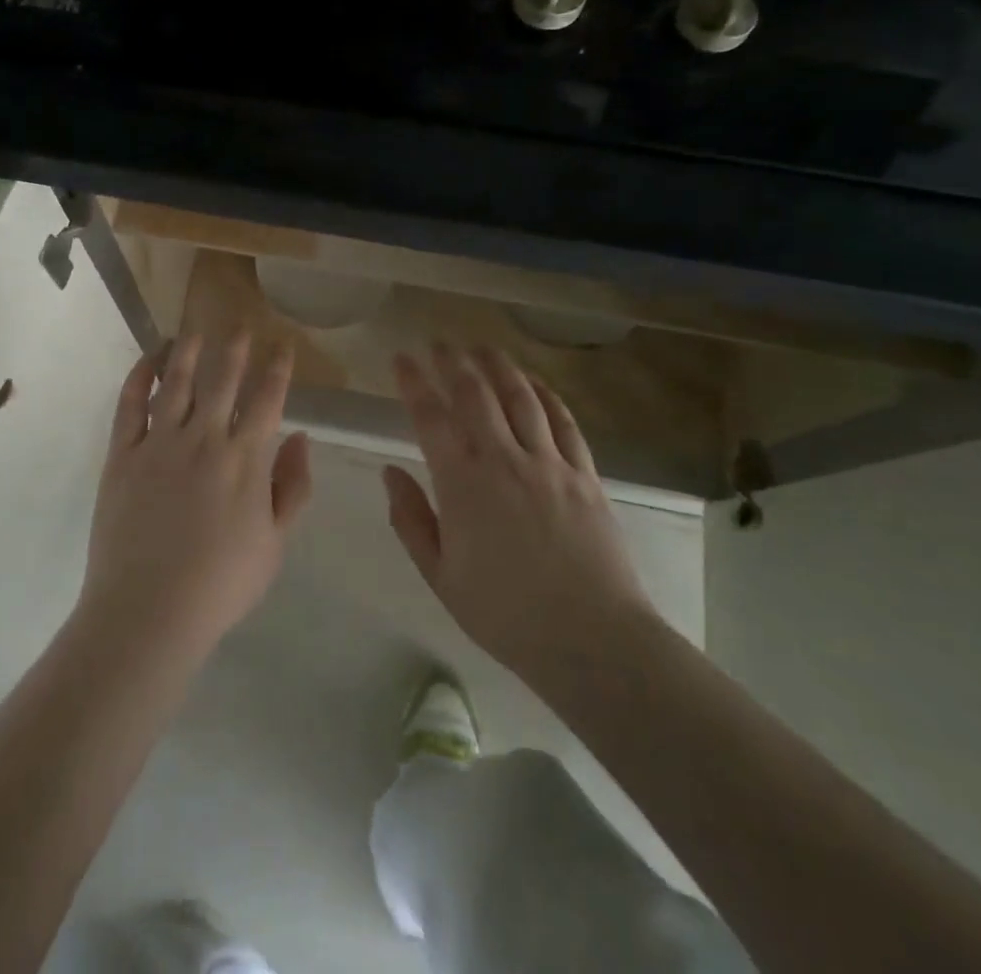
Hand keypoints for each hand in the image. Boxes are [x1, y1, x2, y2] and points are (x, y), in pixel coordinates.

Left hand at [78, 332, 312, 663]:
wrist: (149, 611)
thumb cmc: (221, 583)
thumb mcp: (275, 543)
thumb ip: (292, 486)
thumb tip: (302, 437)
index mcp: (246, 458)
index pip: (267, 399)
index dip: (278, 368)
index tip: (283, 345)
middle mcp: (204, 438)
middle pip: (222, 379)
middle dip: (235, 348)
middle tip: (241, 324)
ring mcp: (159, 443)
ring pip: (176, 382)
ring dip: (188, 351)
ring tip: (195, 330)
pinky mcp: (122, 455)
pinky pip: (129, 405)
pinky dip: (138, 377)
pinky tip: (147, 360)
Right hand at [383, 343, 655, 693]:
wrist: (591, 639)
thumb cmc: (505, 613)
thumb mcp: (440, 576)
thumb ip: (410, 519)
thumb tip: (389, 472)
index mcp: (462, 483)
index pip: (430, 416)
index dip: (412, 382)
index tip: (401, 358)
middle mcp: (504, 459)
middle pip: (475, 393)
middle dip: (452, 361)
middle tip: (439, 342)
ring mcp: (549, 463)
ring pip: (520, 397)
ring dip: (498, 366)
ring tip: (482, 346)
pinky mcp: (584, 474)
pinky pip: (563, 421)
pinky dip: (546, 395)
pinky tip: (535, 383)